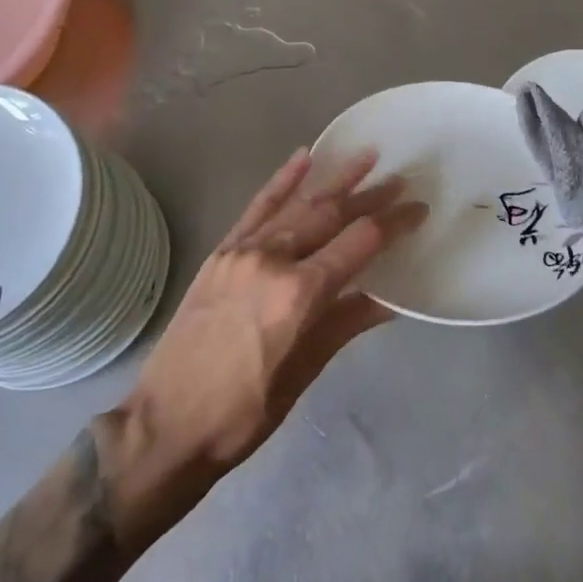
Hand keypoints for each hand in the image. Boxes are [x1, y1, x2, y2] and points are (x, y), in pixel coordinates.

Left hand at [123, 149, 424, 482]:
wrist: (165, 425)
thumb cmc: (245, 412)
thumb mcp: (306, 371)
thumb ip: (347, 323)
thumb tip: (389, 298)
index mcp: (299, 293)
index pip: (359, 243)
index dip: (393, 222)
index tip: (417, 208)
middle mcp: (273, 260)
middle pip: (331, 215)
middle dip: (369, 196)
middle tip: (398, 180)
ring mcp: (243, 251)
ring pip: (298, 205)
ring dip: (334, 179)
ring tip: (366, 156)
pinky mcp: (221, 252)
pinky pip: (257, 207)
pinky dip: (282, 181)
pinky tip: (302, 158)